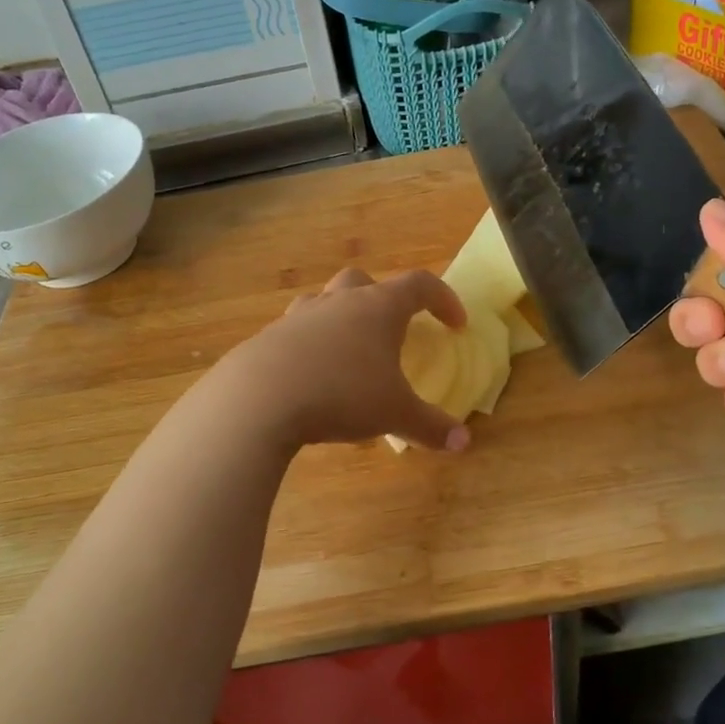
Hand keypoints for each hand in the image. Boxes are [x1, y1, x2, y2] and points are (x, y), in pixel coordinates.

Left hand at [218, 268, 472, 452]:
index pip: (419, 286)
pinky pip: (295, 332)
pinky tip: (310, 378)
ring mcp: (299, 316)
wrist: (260, 397)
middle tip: (392, 329)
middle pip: (363, 281)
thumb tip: (464, 442)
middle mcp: (338, 302)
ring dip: (340, 318)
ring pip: (323, 301)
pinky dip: (309, 347)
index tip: (455, 324)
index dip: (443, 299)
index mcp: (377, 308)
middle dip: (382, 298)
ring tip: (347, 353)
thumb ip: (430, 426)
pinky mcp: (268, 337)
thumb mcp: (395, 414)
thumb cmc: (342, 394)